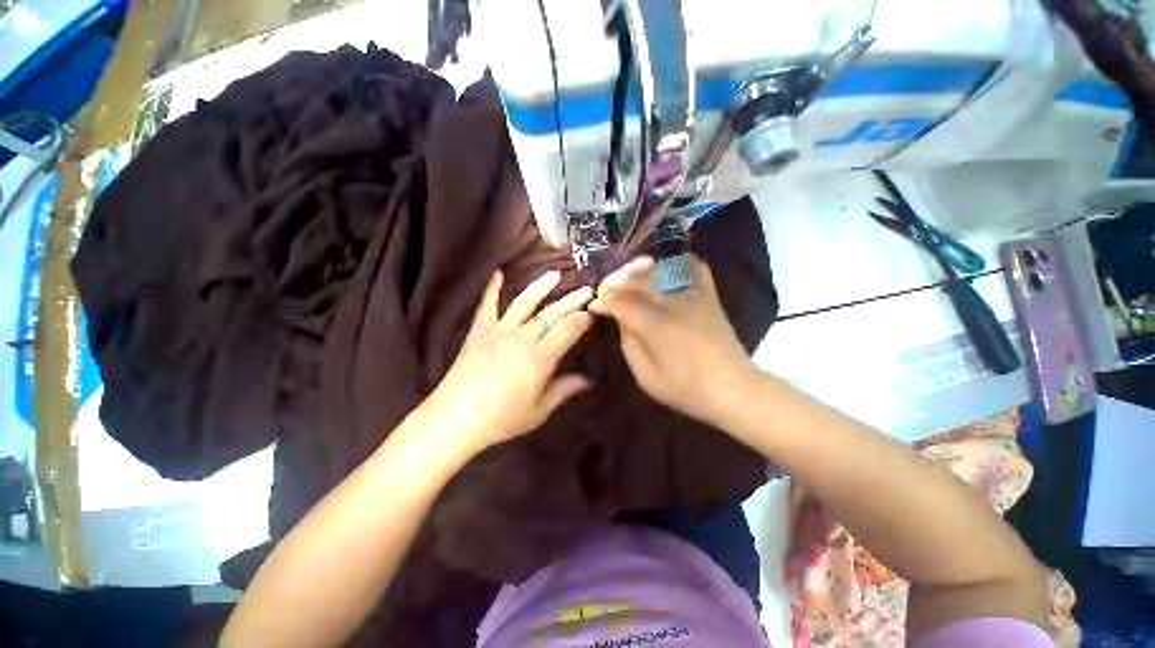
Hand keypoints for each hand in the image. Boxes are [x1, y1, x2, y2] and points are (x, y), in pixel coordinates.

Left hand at [426, 270, 593, 454]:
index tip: (592, 312)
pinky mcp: (480, 330)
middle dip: (572, 300)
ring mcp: (500, 330)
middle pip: (552, 313)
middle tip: (586, 289)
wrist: (456, 417)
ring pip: (525, 302)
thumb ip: (564, 390)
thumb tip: (588, 381)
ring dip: (541, 287)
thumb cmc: (502, 418)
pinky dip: (491, 288)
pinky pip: (487, 305)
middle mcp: (523, 337)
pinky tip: (498, 273)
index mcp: (541, 357)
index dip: (582, 319)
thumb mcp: (539, 410)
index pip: (568, 329)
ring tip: (555, 274)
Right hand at [589, 255, 754, 423]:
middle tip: (606, 290)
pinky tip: (662, 265)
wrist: (734, 389)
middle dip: (616, 281)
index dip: (604, 301)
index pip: (623, 303)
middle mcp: (675, 304)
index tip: (594, 305)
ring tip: (626, 278)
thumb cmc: (687, 390)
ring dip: (639, 269)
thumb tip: (621, 319)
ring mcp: (695, 296)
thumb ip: (629, 344)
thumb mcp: (647, 377)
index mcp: (658, 327)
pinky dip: (676, 260)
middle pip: (639, 278)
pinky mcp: (709, 295)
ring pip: (661, 268)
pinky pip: (694, 266)